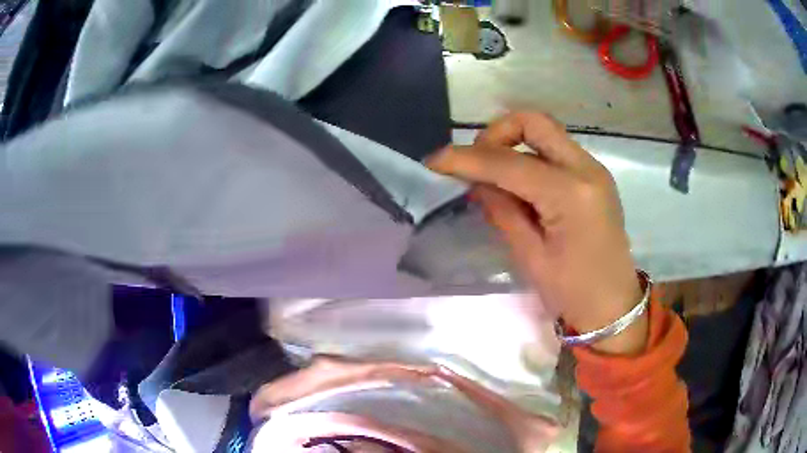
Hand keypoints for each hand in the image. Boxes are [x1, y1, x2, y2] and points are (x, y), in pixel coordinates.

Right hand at [427, 112, 647, 353]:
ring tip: (492, 176)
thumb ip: (502, 210)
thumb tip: (477, 181)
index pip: (509, 162)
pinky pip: (555, 150)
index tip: (435, 161)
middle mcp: (586, 169)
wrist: (614, 305)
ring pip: (545, 132)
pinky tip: (518, 184)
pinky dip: (530, 156)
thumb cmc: (573, 292)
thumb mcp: (531, 257)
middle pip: (533, 122)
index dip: (467, 158)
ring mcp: (593, 169)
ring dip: (512, 143)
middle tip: (476, 162)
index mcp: (571, 194)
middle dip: (496, 134)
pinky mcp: (594, 176)